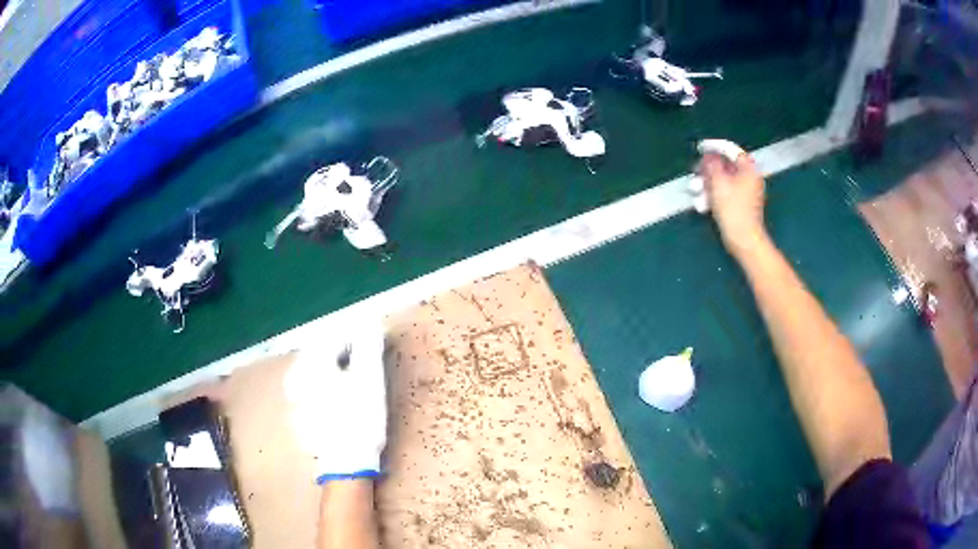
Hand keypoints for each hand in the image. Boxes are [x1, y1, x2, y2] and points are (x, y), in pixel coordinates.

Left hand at [284, 323, 387, 483]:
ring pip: (316, 371)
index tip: (373, 341)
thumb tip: (370, 322)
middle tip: (365, 357)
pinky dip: (327, 385)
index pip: (332, 336)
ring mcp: (294, 397)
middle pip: (321, 352)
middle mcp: (296, 376)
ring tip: (355, 376)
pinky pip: (313, 389)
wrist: (346, 463)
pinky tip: (341, 398)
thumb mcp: (370, 380)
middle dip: (343, 350)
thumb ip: (368, 347)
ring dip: (335, 367)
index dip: (355, 335)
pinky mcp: (298, 413)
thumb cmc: (359, 418)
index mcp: (311, 364)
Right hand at [699, 151, 768, 258]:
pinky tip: (704, 202)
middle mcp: (750, 178)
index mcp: (748, 169)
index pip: (731, 150)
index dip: (715, 147)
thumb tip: (709, 155)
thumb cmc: (732, 209)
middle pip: (727, 166)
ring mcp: (747, 192)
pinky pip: (727, 193)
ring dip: (709, 183)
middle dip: (709, 169)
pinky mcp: (742, 205)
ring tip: (697, 189)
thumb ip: (712, 165)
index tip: (701, 148)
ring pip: (725, 180)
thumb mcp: (718, 183)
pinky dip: (715, 194)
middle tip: (696, 171)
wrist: (743, 239)